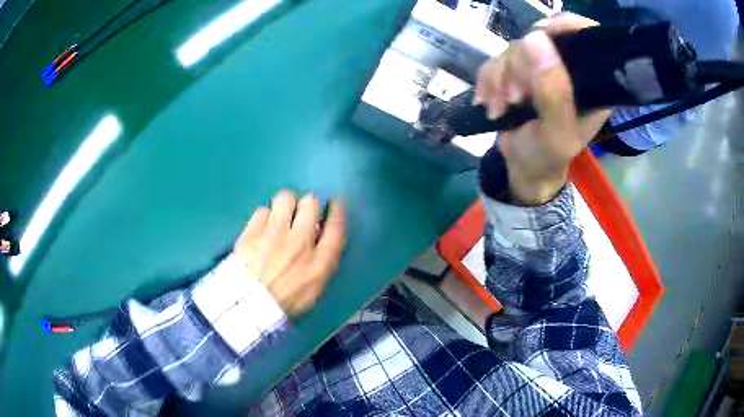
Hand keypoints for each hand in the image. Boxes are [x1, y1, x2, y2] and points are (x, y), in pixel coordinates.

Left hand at [234, 191, 345, 315]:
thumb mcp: (313, 291)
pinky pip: (263, 209)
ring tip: (281, 214)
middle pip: (311, 204)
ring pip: (286, 198)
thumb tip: (318, 236)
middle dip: (309, 205)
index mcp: (319, 262)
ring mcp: (274, 234)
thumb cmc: (284, 304)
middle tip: (302, 212)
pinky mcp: (252, 231)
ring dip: (286, 204)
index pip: (336, 226)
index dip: (337, 210)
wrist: (247, 308)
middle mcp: (300, 242)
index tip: (335, 203)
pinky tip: (262, 227)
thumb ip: (321, 262)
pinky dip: (264, 216)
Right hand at [474, 13, 611, 204]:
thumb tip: (535, 38)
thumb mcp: (555, 133)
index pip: (586, 36)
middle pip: (540, 40)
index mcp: (590, 83)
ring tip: (499, 108)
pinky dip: (488, 80)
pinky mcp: (519, 72)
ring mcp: (541, 69)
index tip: (542, 37)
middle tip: (514, 98)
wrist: (522, 168)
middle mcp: (567, 70)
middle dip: (519, 67)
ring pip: (514, 49)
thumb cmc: (546, 157)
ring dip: (500, 78)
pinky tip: (489, 102)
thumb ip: (553, 92)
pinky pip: (497, 60)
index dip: (565, 27)